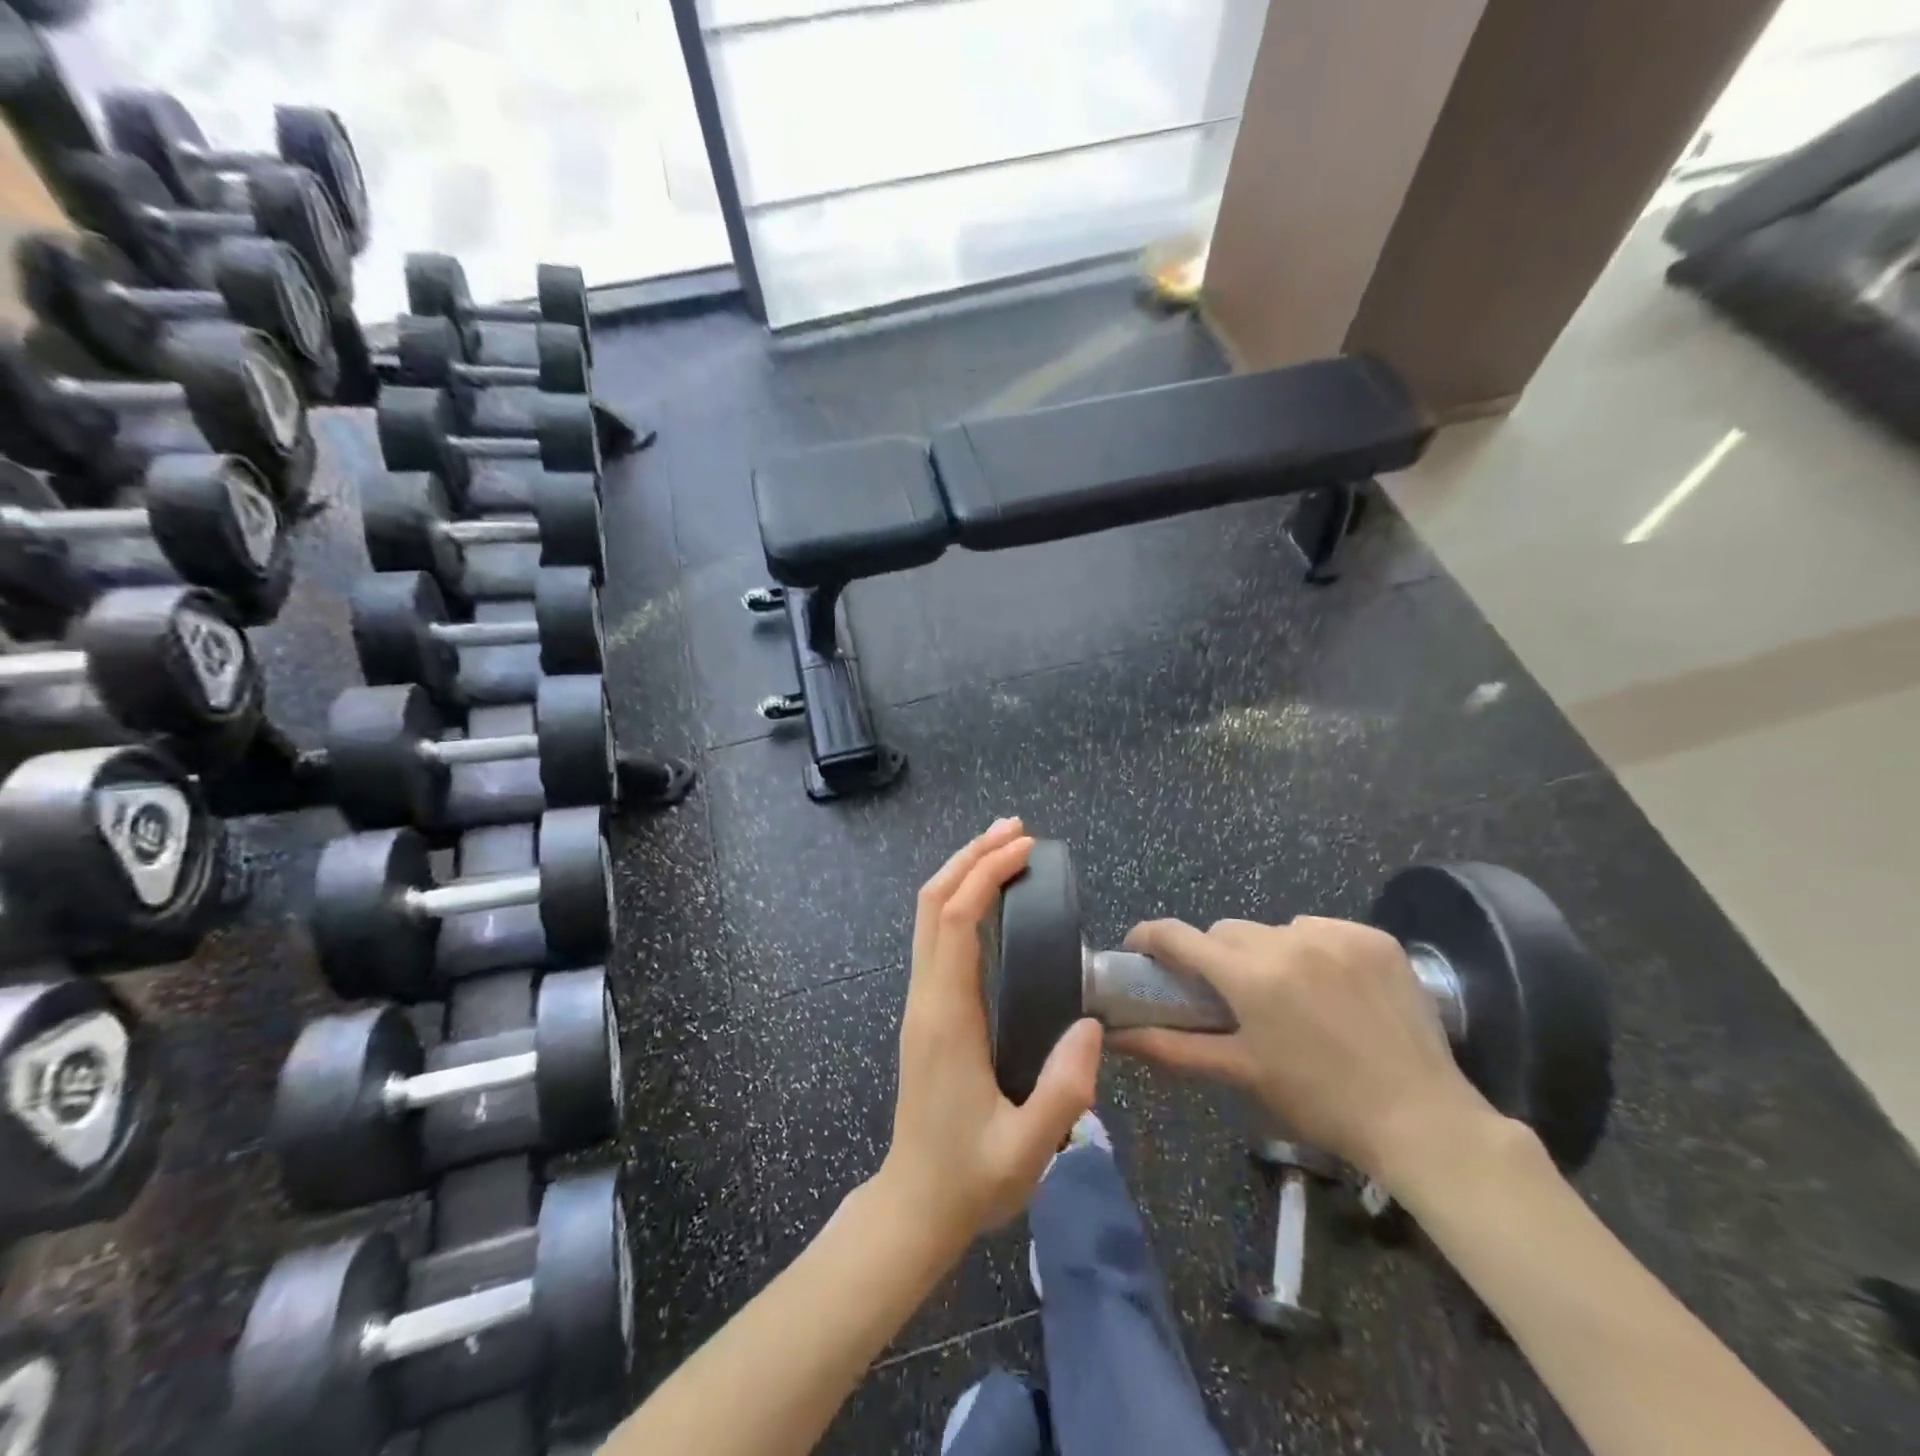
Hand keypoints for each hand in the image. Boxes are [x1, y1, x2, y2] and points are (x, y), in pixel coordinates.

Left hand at [878, 819, 1103, 1253]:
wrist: (914, 1205)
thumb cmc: (969, 1178)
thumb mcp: (1027, 1148)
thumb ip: (1065, 1089)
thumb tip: (1091, 1024)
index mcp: (946, 1016)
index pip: (955, 920)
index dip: (985, 874)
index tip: (1024, 849)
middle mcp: (926, 996)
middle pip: (933, 902)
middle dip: (970, 857)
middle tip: (1014, 830)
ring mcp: (921, 1001)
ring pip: (928, 916)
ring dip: (961, 873)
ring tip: (1004, 849)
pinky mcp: (926, 1010)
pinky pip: (935, 936)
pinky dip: (959, 901)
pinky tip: (988, 900)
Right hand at [1111, 915, 1491, 1185]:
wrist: (1422, 1119)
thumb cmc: (1320, 1102)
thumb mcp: (1242, 1073)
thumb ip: (1173, 1048)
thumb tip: (1117, 1037)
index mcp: (1250, 976)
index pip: (1178, 936)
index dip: (1150, 937)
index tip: (1140, 949)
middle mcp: (1288, 940)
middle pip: (1228, 932)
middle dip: (1218, 957)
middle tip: (1230, 995)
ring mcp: (1335, 934)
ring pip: (1275, 929)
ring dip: (1268, 953)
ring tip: (1291, 996)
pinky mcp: (1373, 936)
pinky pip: (1322, 931)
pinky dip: (1314, 951)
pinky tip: (1333, 989)